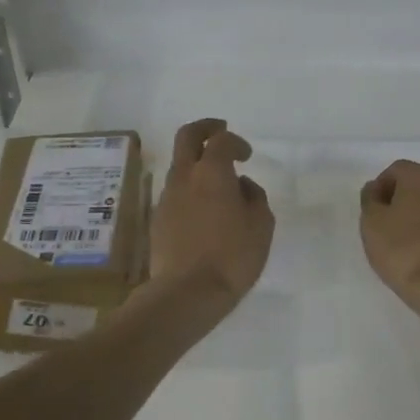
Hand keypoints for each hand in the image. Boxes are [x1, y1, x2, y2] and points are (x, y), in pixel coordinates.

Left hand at [149, 119, 274, 301]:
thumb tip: (242, 186)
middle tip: (220, 131)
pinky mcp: (158, 219)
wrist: (187, 292)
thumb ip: (255, 197)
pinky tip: (205, 212)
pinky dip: (190, 190)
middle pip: (187, 136)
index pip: (221, 140)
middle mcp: (184, 177)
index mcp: (212, 172)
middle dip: (205, 128)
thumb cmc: (233, 256)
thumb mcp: (261, 225)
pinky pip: (175, 192)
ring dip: (197, 164)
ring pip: (179, 166)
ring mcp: (167, 197)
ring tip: (218, 185)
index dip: (236, 142)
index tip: (247, 155)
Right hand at [359, 160, 419, 315]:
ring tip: (405, 239)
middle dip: (401, 198)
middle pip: (418, 184)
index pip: (395, 170)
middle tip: (386, 224)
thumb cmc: (403, 249)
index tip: (372, 211)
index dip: (380, 188)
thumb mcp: (372, 223)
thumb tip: (375, 189)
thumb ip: (370, 199)